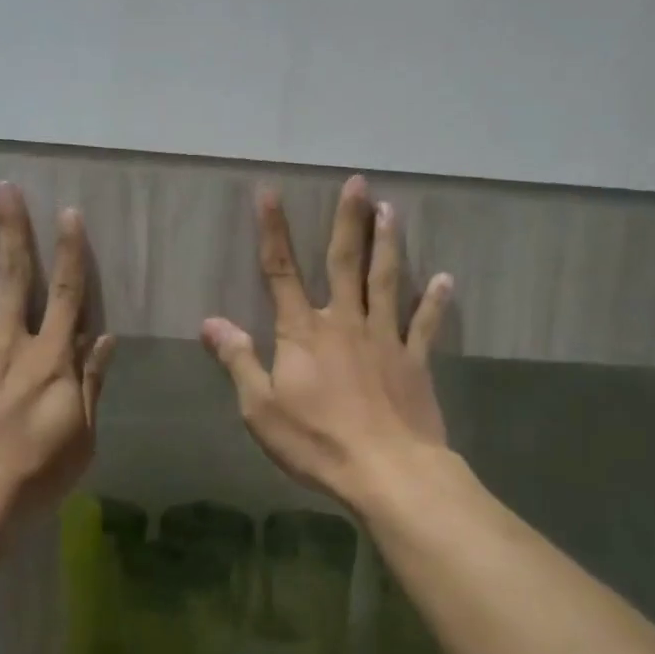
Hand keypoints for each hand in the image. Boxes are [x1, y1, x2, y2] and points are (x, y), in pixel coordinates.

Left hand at [0, 182, 113, 524]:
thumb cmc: (34, 475)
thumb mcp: (81, 437)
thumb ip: (91, 383)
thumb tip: (106, 337)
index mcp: (52, 359)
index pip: (66, 294)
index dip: (69, 252)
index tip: (68, 214)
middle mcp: (11, 342)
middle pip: (14, 276)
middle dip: (13, 229)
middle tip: (6, 187)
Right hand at [201, 175, 452, 509]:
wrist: (386, 470)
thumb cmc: (316, 441)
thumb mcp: (260, 408)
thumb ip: (238, 360)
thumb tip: (210, 322)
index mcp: (302, 333)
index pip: (281, 272)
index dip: (273, 232)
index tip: (270, 193)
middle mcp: (345, 323)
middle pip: (345, 263)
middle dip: (348, 221)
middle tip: (358, 183)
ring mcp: (385, 339)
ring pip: (386, 281)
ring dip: (388, 244)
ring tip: (392, 210)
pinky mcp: (414, 362)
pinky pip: (425, 324)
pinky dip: (434, 301)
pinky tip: (444, 279)